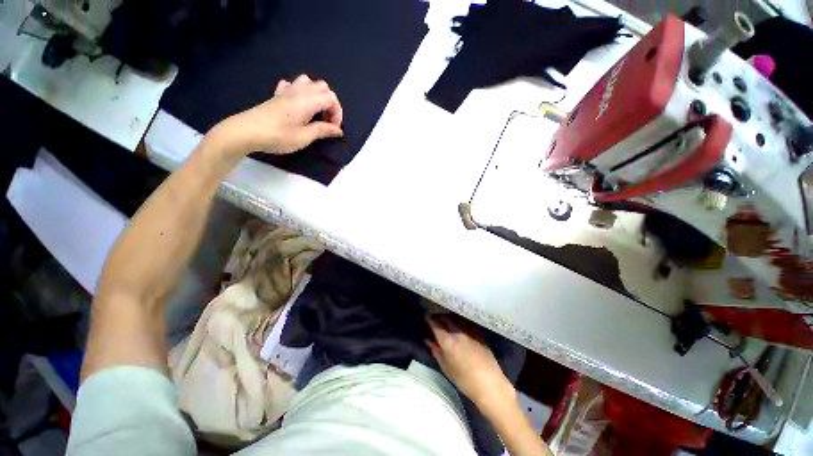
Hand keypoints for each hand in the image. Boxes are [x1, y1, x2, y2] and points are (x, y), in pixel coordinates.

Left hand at [209, 74, 343, 156]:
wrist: (247, 131)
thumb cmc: (279, 136)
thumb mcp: (305, 137)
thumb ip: (323, 131)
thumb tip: (338, 130)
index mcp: (308, 100)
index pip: (331, 98)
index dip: (337, 113)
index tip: (333, 129)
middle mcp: (299, 91)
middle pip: (323, 87)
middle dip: (330, 103)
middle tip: (326, 121)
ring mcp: (286, 91)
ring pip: (308, 82)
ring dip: (316, 95)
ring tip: (314, 112)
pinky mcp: (277, 95)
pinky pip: (292, 85)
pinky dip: (300, 92)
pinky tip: (298, 104)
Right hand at [425, 314, 514, 409]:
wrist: (491, 385)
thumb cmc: (465, 381)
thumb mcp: (446, 368)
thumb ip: (436, 351)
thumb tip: (427, 340)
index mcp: (448, 341)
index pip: (436, 324)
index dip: (429, 319)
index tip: (426, 315)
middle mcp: (458, 332)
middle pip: (446, 318)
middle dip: (438, 315)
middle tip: (434, 316)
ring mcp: (469, 331)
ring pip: (455, 317)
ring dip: (448, 316)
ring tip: (444, 318)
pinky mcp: (478, 332)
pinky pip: (465, 321)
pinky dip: (458, 320)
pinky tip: (457, 322)